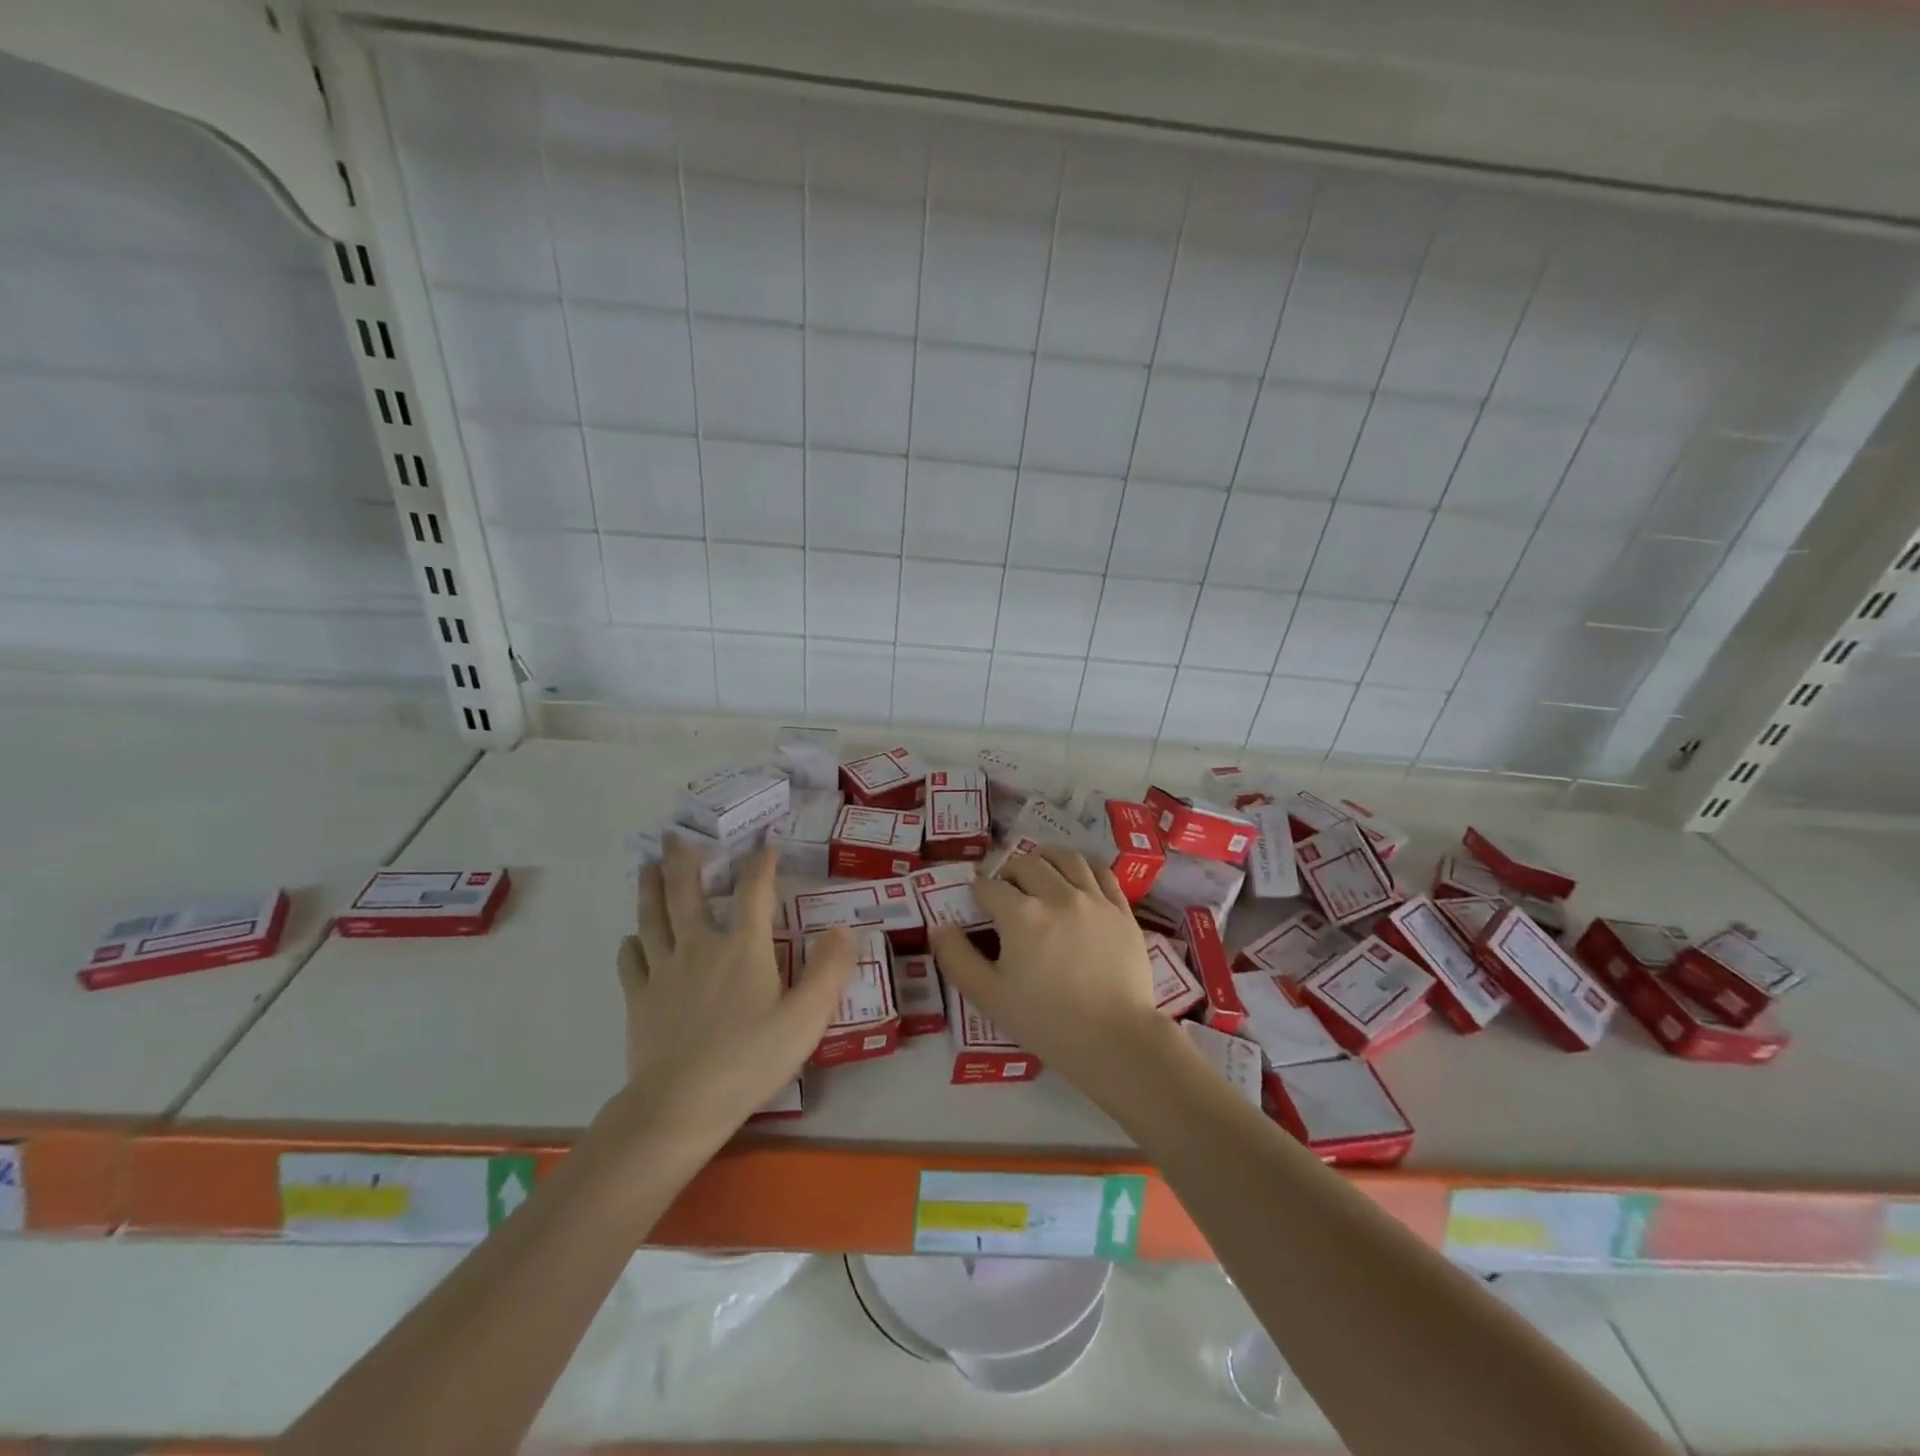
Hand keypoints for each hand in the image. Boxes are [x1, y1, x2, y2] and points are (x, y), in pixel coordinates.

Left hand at [613, 836, 856, 1150]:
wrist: (680, 1105)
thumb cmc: (750, 1059)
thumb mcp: (806, 1018)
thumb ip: (829, 971)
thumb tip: (845, 930)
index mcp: (743, 948)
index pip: (755, 892)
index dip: (761, 864)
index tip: (765, 845)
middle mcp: (701, 947)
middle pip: (687, 894)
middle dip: (683, 861)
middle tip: (673, 835)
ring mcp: (665, 971)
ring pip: (653, 918)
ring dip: (650, 889)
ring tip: (647, 867)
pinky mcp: (640, 999)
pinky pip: (632, 961)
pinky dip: (632, 944)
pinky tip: (632, 939)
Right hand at [929, 846, 1180, 1111]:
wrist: (1115, 1040)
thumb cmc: (1047, 1021)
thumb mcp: (989, 996)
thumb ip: (957, 958)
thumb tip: (939, 927)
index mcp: (1021, 915)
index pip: (990, 887)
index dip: (978, 892)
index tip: (977, 902)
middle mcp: (1057, 895)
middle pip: (1026, 864)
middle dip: (1008, 871)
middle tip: (1005, 889)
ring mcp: (1094, 899)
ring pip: (1066, 858)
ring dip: (1045, 858)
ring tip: (1039, 869)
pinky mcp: (1120, 910)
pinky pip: (1101, 872)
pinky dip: (1083, 866)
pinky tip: (1076, 876)